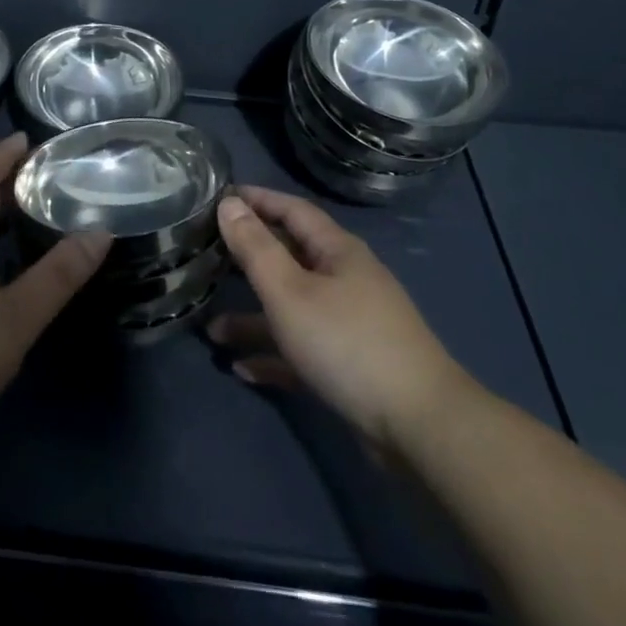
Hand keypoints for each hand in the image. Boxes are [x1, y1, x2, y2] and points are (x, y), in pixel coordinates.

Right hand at [208, 186, 461, 450]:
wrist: (418, 428)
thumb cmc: (346, 343)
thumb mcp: (289, 292)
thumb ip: (256, 248)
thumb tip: (230, 202)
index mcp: (336, 251)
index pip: (292, 209)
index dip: (257, 200)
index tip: (219, 198)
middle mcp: (344, 279)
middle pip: (290, 258)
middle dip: (248, 260)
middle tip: (207, 257)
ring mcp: (350, 324)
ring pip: (292, 309)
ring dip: (254, 317)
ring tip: (213, 330)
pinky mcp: (350, 366)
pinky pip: (302, 350)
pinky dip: (274, 355)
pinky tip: (242, 369)